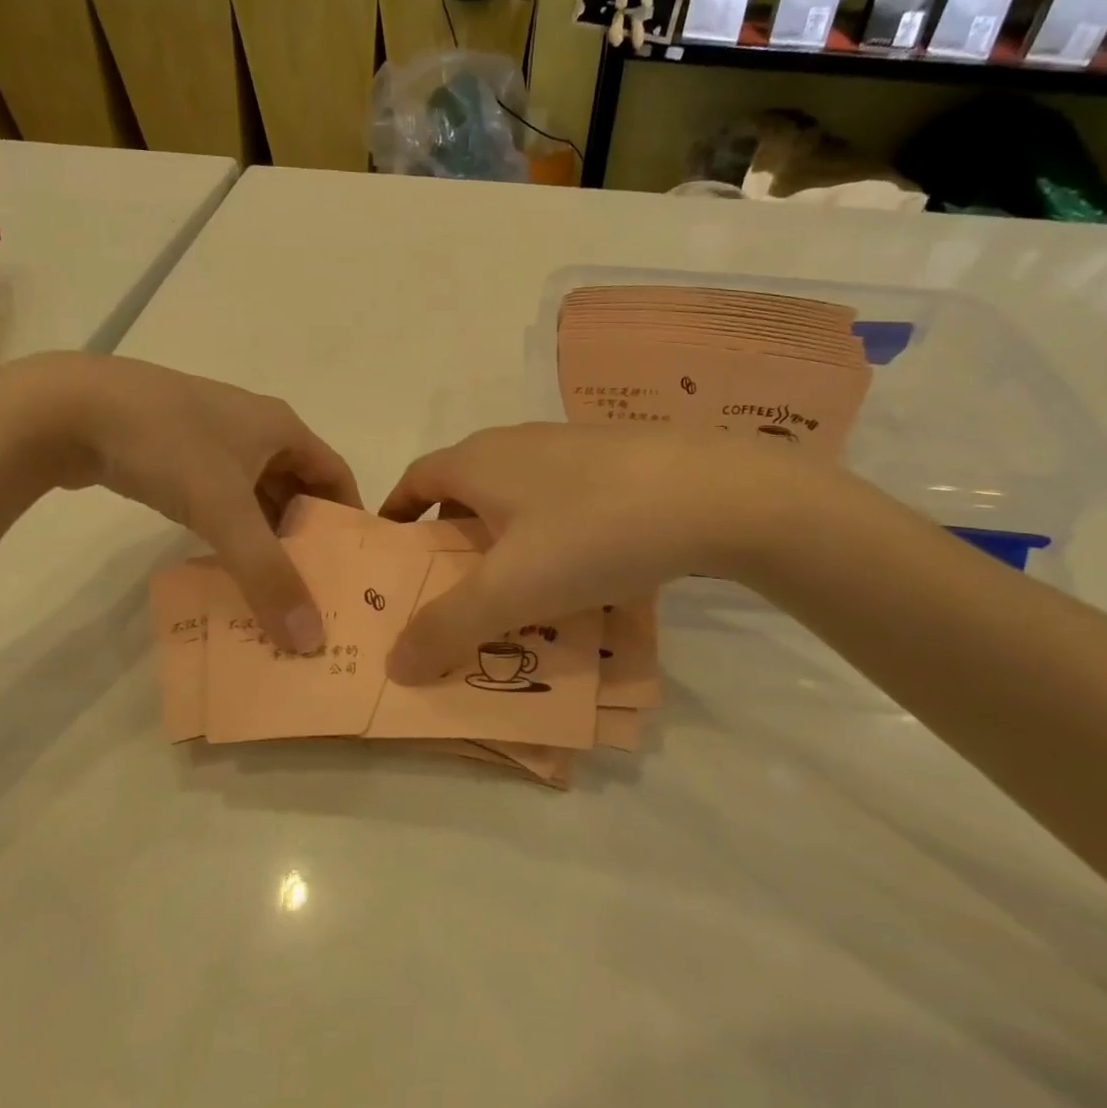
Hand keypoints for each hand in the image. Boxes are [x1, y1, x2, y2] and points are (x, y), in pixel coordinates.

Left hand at [0, 353, 360, 651]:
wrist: (67, 408)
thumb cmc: (167, 446)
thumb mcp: (223, 511)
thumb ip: (268, 576)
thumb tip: (311, 639)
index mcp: (281, 427)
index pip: (336, 474)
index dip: (349, 517)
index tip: (353, 567)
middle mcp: (254, 428)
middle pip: (297, 486)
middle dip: (306, 535)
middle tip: (314, 588)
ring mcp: (211, 437)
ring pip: (256, 493)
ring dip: (265, 535)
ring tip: (272, 585)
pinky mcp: (175, 452)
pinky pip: (220, 495)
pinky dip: (230, 528)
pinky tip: (223, 561)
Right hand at [377, 423, 828, 681]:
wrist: (712, 494)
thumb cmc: (590, 533)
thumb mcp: (509, 592)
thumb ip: (445, 628)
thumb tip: (394, 664)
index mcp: (478, 461)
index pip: (416, 479)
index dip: (396, 515)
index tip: (394, 558)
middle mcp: (516, 443)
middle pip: (465, 490)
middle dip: (451, 538)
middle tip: (452, 591)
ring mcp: (570, 448)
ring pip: (517, 497)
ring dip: (504, 540)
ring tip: (517, 593)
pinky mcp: (615, 462)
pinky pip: (562, 502)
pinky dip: (551, 536)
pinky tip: (581, 574)